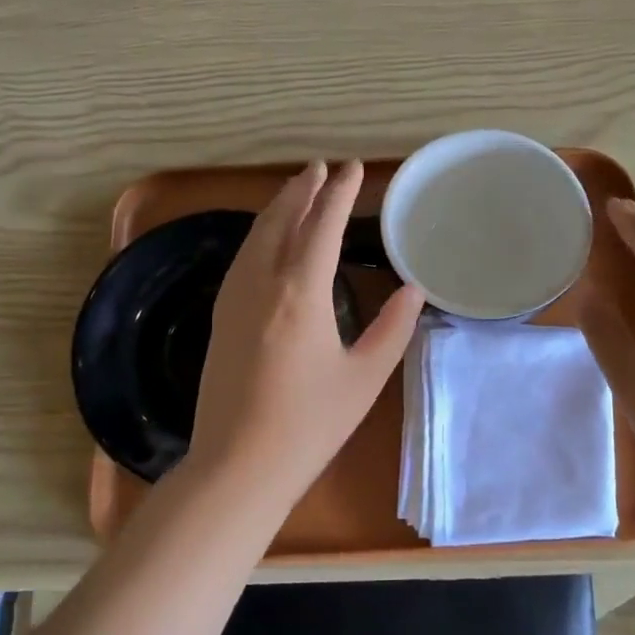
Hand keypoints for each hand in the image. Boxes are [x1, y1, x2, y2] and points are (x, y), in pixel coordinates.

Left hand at [186, 160, 424, 513]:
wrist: (238, 466)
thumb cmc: (309, 425)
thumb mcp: (364, 378)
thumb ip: (392, 328)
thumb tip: (413, 289)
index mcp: (301, 294)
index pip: (322, 227)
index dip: (340, 194)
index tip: (353, 168)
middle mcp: (262, 284)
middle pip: (282, 221)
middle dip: (303, 190)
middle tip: (322, 168)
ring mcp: (235, 299)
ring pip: (256, 236)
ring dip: (278, 207)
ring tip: (297, 189)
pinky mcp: (221, 317)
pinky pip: (243, 258)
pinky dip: (260, 234)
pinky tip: (267, 238)